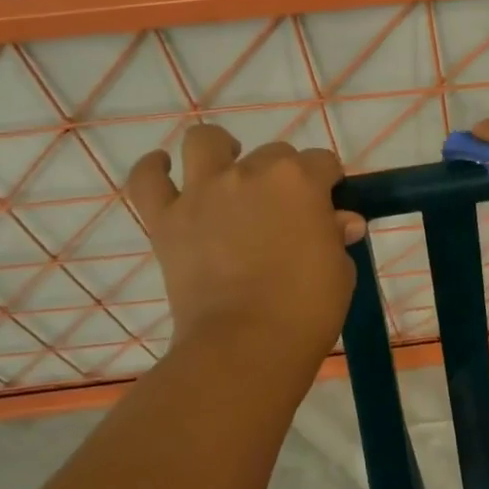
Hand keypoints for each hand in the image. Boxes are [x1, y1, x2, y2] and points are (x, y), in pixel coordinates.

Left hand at [125, 125, 367, 366]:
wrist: (245, 345)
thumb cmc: (307, 309)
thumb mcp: (340, 270)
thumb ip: (336, 236)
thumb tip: (340, 221)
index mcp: (301, 181)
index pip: (323, 162)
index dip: (328, 183)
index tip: (328, 208)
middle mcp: (251, 173)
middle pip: (274, 153)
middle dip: (284, 177)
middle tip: (283, 213)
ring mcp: (204, 192)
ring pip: (205, 142)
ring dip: (220, 150)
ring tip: (226, 170)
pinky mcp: (167, 219)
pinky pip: (148, 180)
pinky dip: (154, 169)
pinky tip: (163, 167)